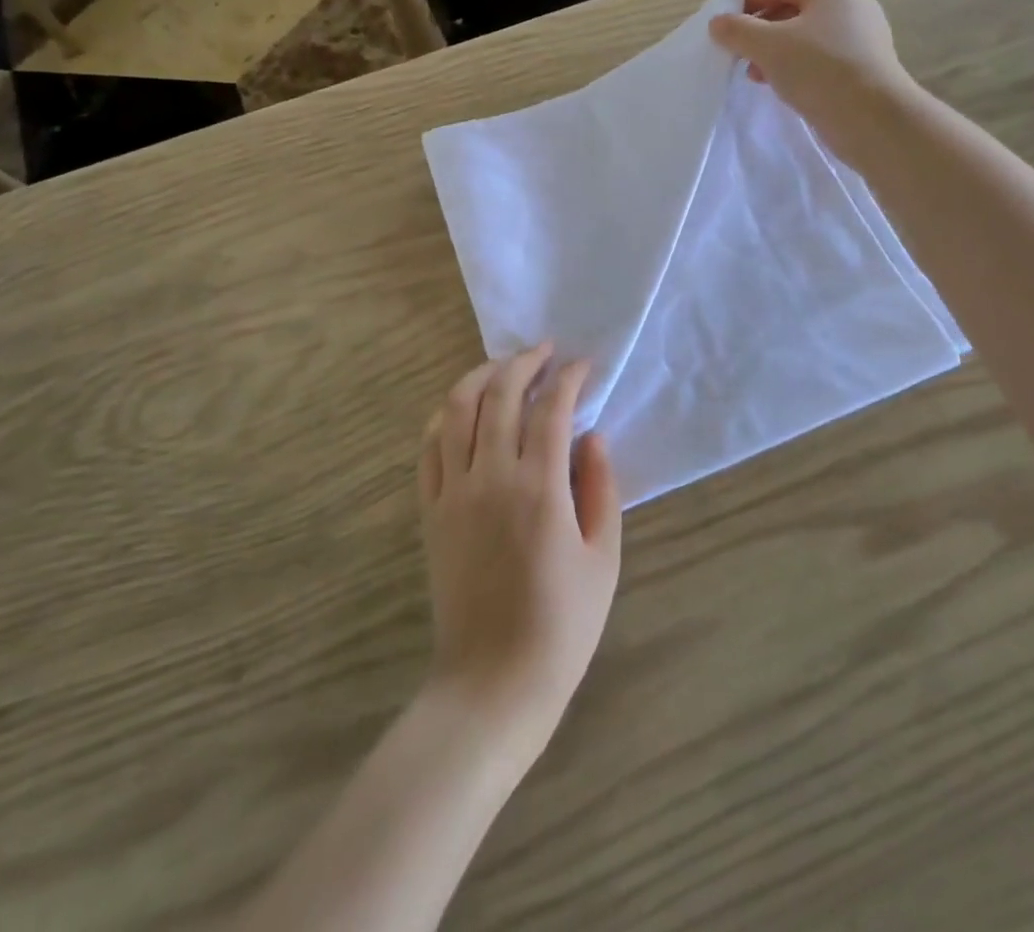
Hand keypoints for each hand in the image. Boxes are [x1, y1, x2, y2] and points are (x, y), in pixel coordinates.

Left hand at [419, 345, 621, 758]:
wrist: (493, 681)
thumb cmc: (562, 625)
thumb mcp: (603, 558)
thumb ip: (601, 489)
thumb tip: (593, 437)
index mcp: (540, 488)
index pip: (552, 409)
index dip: (569, 379)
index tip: (583, 365)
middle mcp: (492, 476)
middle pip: (500, 394)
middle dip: (524, 362)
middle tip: (545, 352)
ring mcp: (453, 490)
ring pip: (457, 408)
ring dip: (481, 376)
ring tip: (503, 367)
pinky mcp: (430, 509)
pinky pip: (430, 446)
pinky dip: (445, 415)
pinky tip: (461, 408)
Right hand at [708, 0, 916, 149]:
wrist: (871, 117)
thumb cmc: (818, 69)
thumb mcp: (767, 46)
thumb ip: (737, 30)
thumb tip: (718, 23)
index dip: (751, 0)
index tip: (730, 28)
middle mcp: (850, 3)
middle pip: (793, 7)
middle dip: (760, 30)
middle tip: (740, 54)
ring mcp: (859, 35)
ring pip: (804, 35)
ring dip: (774, 52)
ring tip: (756, 75)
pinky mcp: (860, 65)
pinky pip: (819, 57)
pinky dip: (795, 66)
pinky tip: (781, 87)